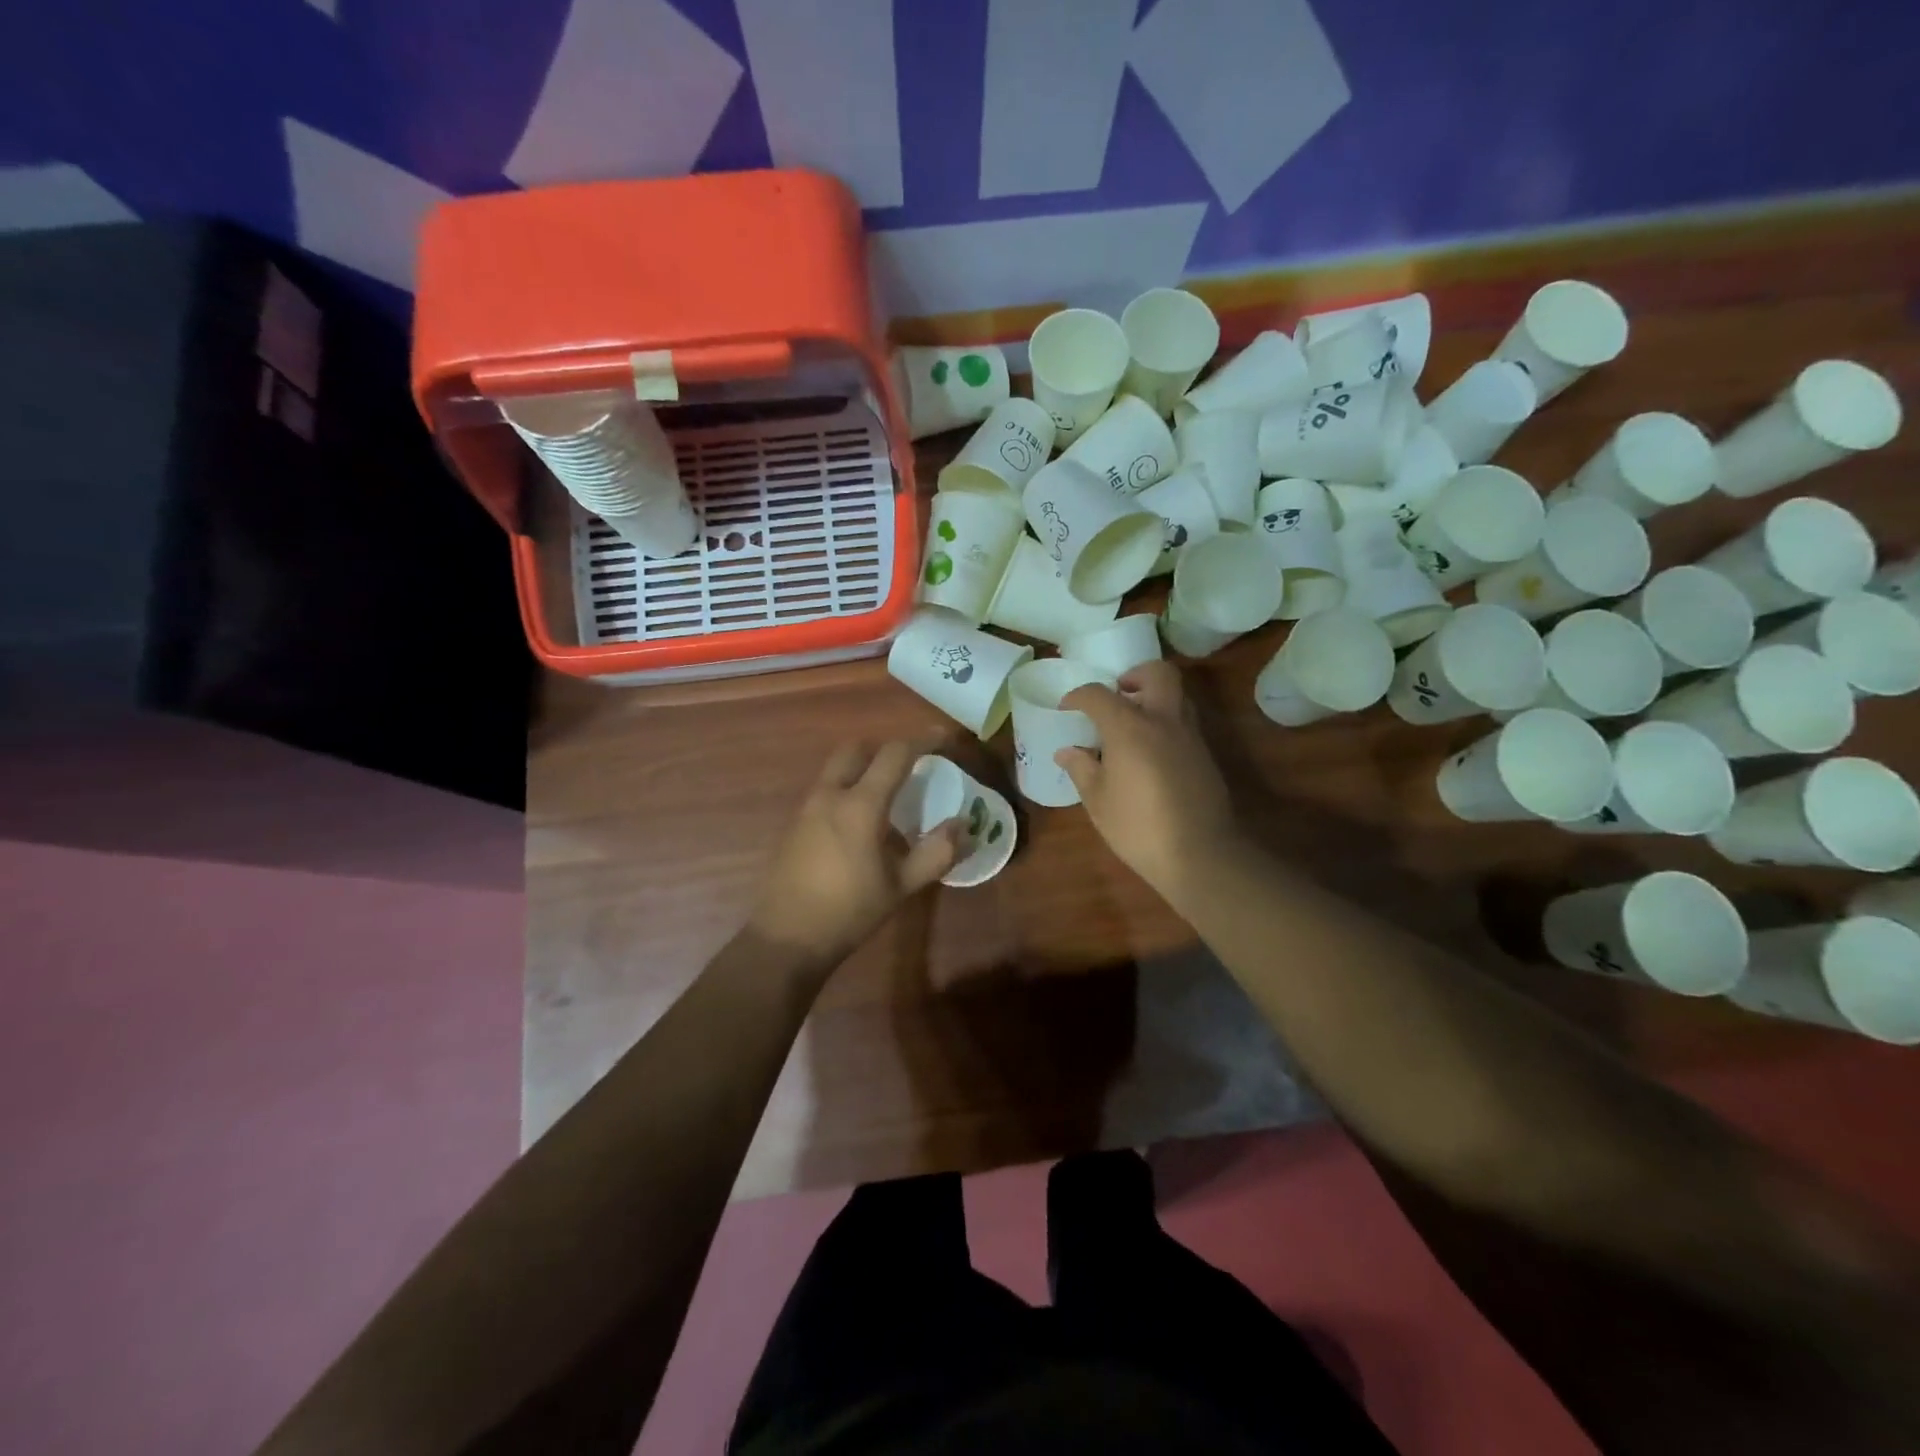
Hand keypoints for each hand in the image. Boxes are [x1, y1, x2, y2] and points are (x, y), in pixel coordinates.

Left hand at [749, 741, 962, 967]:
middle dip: (883, 749)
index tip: (943, 739)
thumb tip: (964, 824)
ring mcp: (806, 808)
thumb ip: (936, 852)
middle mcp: (830, 795)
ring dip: (862, 769)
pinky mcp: (793, 825)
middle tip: (908, 767)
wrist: (786, 939)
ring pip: (836, 769)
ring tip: (887, 796)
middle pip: (856, 749)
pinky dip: (846, 789)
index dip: (922, 741)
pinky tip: (859, 824)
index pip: (894, 754)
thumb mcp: (902, 886)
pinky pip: (824, 791)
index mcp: (860, 804)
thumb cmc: (849, 911)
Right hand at [1057, 660, 1240, 906]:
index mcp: (1130, 727)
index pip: (1099, 694)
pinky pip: (1183, 722)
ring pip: (1176, 695)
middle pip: (1157, 673)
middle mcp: (1163, 720)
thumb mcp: (1098, 801)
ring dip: (1153, 697)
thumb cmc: (1138, 827)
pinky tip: (1149, 752)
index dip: (1078, 697)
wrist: (1199, 854)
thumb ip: (1081, 769)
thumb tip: (1067, 751)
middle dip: (1134, 676)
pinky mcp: (1204, 755)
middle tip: (1117, 695)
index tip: (1067, 708)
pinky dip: (1165, 723)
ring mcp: (1190, 736)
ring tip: (1131, 724)